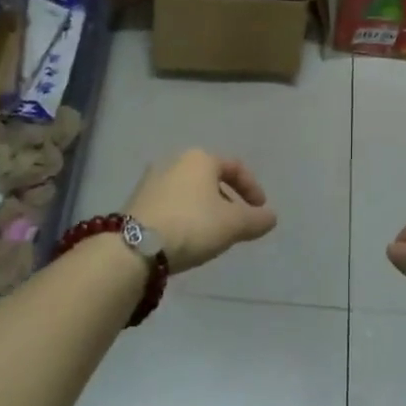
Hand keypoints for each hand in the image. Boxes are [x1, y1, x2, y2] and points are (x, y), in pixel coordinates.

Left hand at [126, 150, 276, 272]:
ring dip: (205, 209)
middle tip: (237, 222)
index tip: (260, 211)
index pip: (235, 167)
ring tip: (213, 233)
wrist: (135, 246)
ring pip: (189, 191)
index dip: (253, 188)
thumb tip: (270, 217)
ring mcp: (151, 180)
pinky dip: (185, 216)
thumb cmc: (193, 225)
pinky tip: (188, 238)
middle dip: (227, 199)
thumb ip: (257, 219)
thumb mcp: (234, 224)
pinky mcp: (136, 201)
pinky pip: (171, 204)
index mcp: (200, 158)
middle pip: (210, 178)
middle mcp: (174, 161)